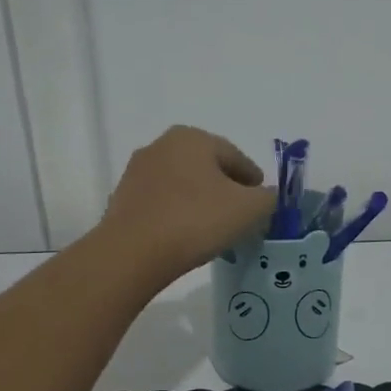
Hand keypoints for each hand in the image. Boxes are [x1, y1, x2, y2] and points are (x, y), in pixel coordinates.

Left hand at [101, 126, 277, 278]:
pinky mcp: (122, 200)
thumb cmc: (196, 221)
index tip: (262, 203)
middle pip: (206, 168)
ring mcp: (137, 172)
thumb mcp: (249, 209)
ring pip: (182, 186)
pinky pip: (161, 204)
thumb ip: (268, 198)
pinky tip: (184, 237)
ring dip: (199, 202)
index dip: (254, 182)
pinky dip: (176, 215)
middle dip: (225, 190)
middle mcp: (162, 145)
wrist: (133, 252)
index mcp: (193, 138)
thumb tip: (266, 197)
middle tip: (239, 217)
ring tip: (212, 230)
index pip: (236, 157)